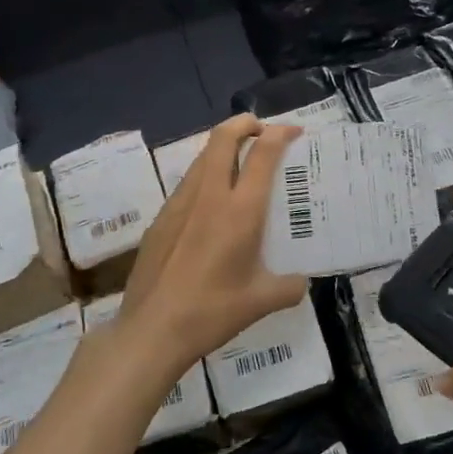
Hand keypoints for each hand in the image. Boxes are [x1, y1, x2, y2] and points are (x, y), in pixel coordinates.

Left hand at [115, 115, 307, 374]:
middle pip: (223, 138)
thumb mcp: (262, 302)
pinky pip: (187, 184)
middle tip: (261, 130)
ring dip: (223, 149)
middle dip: (244, 124)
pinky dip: (205, 177)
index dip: (279, 134)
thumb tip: (300, 282)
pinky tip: (212, 205)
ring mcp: (180, 205)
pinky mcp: (160, 219)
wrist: (152, 329)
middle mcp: (209, 196)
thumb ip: (289, 287)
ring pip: (202, 158)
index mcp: (240, 211)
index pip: (262, 154)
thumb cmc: (212, 312)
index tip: (292, 131)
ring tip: (240, 162)